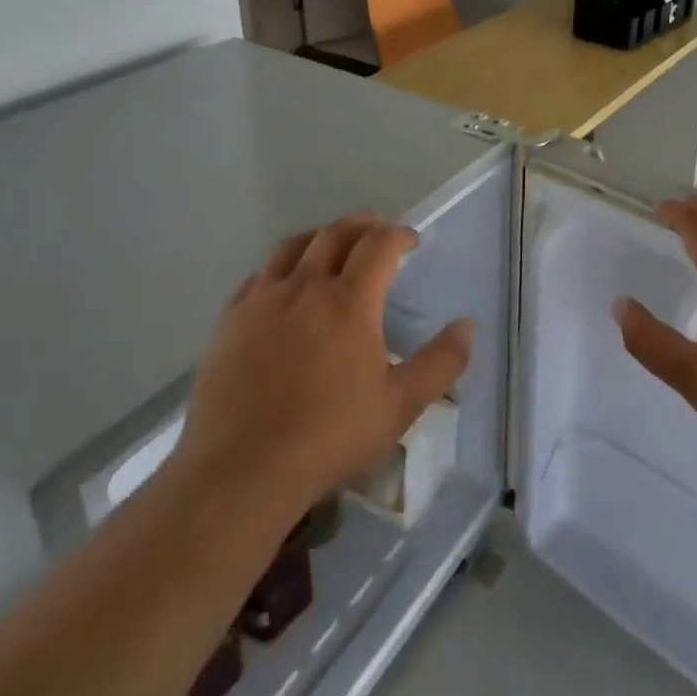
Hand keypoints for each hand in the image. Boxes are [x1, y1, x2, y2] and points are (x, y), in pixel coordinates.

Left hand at [171, 213, 472, 515]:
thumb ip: (441, 362)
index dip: (399, 235)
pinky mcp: (229, 323)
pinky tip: (281, 283)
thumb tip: (467, 325)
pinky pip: (256, 278)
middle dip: (360, 224)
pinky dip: (278, 267)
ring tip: (330, 242)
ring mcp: (261, 303)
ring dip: (318, 236)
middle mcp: (304, 288)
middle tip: (375, 225)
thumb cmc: (329, 436)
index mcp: (349, 302)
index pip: (378, 245)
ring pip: (291, 248)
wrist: (240, 471)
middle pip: (333, 235)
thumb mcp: (401, 406)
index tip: (411, 240)